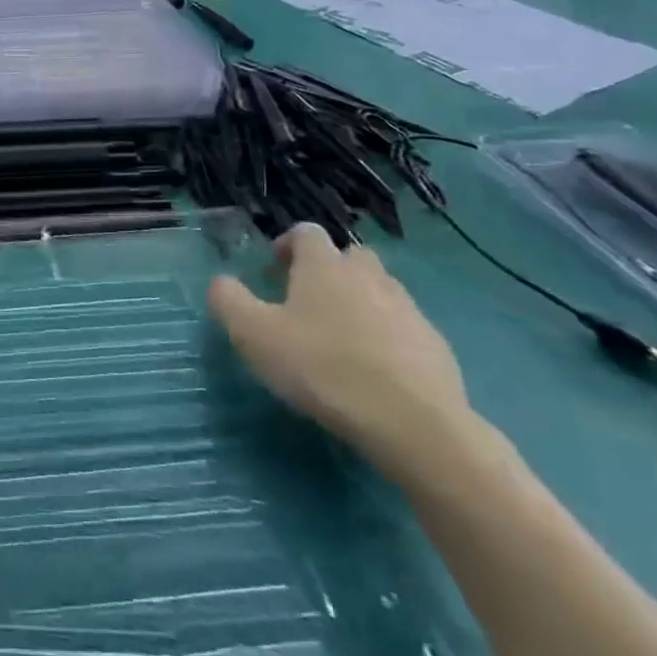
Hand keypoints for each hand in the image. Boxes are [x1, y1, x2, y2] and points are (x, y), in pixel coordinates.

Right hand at [208, 224, 474, 478]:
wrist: (414, 423)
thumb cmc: (323, 369)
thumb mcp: (254, 335)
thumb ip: (229, 301)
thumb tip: (221, 282)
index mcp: (324, 266)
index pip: (307, 232)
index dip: (288, 245)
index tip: (275, 270)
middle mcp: (368, 275)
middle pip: (348, 256)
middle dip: (328, 271)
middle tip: (308, 302)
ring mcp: (407, 309)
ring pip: (379, 290)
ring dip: (360, 302)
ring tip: (341, 338)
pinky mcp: (435, 345)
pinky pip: (405, 327)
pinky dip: (388, 337)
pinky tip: (375, 370)